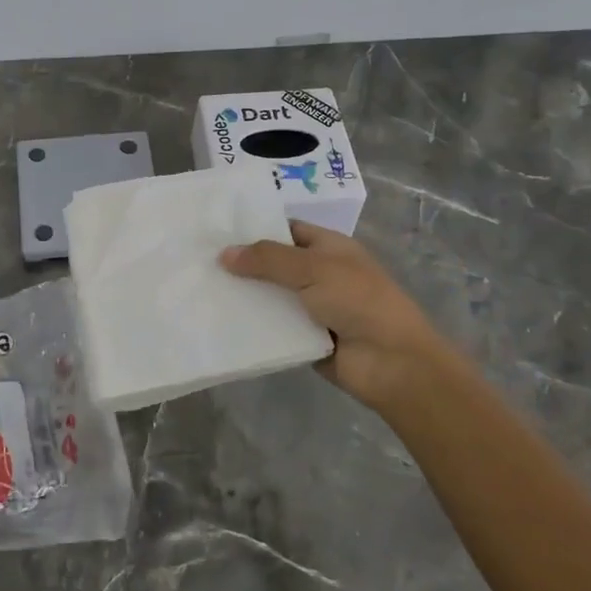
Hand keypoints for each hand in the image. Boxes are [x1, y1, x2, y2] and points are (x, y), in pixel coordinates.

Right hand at [221, 221, 457, 419]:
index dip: (255, 228)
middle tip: (198, 262)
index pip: (286, 229)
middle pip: (273, 264)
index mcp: (329, 247)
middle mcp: (319, 274)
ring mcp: (312, 307)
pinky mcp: (304, 338)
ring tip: (199, 290)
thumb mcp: (313, 268)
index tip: (216, 231)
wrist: (392, 362)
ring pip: (270, 297)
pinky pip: (272, 327)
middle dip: (242, 264)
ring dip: (243, 296)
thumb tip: (224, 254)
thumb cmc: (358, 301)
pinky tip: (219, 321)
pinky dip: (252, 325)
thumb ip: (268, 259)